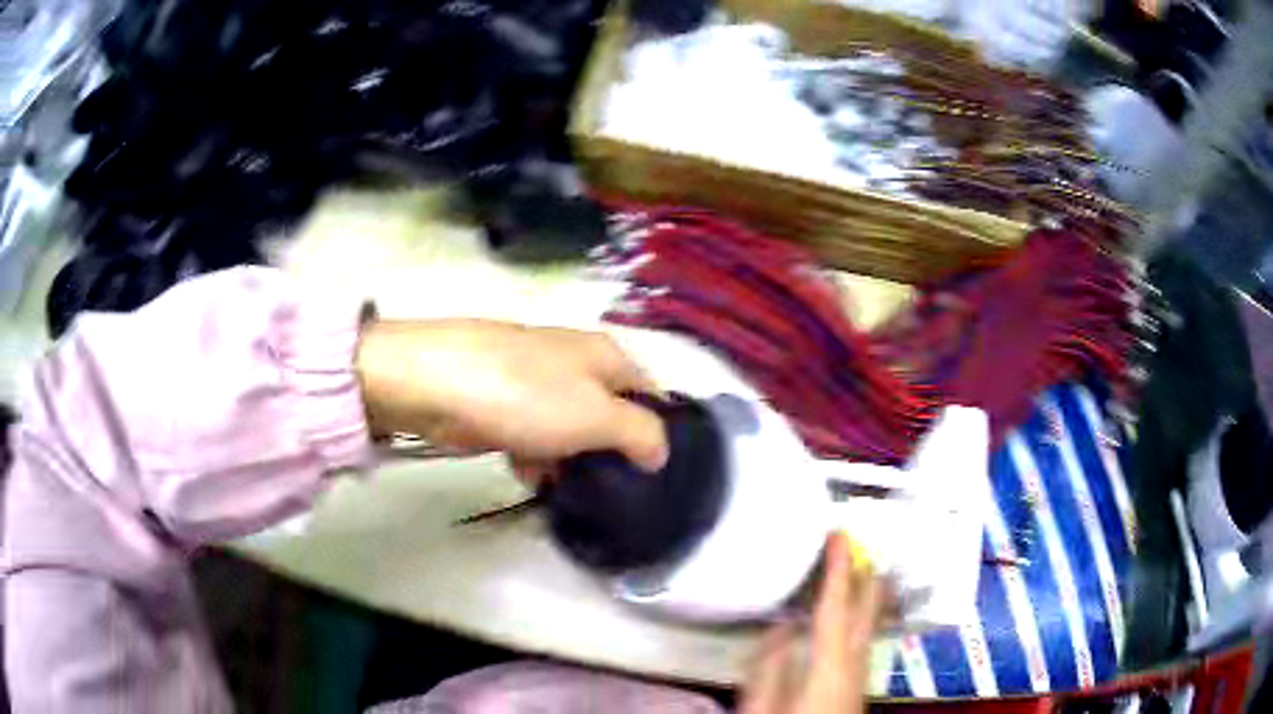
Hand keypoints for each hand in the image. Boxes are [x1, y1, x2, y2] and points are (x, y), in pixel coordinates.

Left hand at [356, 319, 668, 474]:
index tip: (658, 473)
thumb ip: (640, 433)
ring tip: (569, 490)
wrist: (435, 383)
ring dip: (571, 461)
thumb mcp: (597, 415)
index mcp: (605, 355)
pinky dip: (535, 457)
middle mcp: (575, 364)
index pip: (650, 392)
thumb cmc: (525, 394)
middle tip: (614, 491)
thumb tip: (661, 453)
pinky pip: (534, 436)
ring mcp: (536, 384)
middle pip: (609, 414)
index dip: (659, 431)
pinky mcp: (504, 404)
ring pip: (571, 430)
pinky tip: (529, 477)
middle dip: (611, 453)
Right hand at [741, 533, 881, 713]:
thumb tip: (781, 630)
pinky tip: (854, 618)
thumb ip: (770, 666)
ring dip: (867, 593)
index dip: (839, 567)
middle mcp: (855, 663)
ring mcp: (862, 674)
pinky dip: (863, 615)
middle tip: (857, 544)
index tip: (840, 534)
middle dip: (865, 574)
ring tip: (861, 570)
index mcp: (830, 663)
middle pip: (868, 610)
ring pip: (870, 623)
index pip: (837, 606)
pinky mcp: (860, 684)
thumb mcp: (762, 704)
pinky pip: (866, 637)